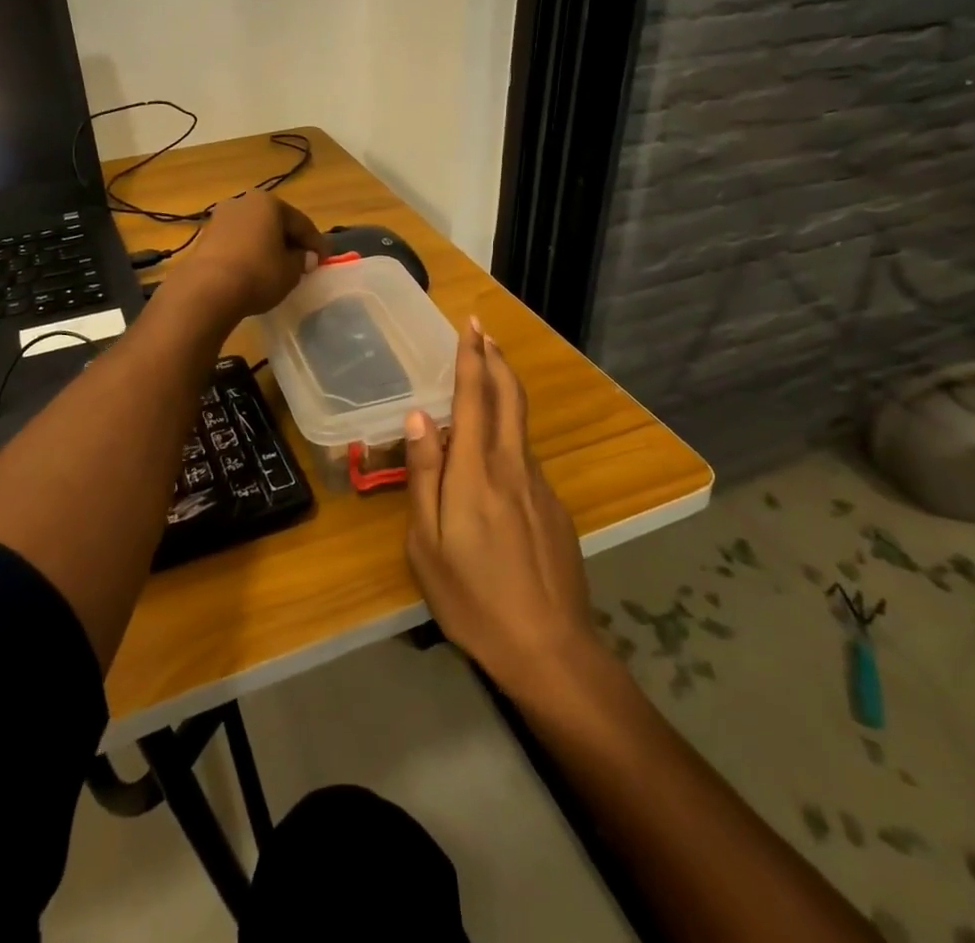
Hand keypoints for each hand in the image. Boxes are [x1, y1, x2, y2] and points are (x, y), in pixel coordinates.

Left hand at [168, 191, 326, 325]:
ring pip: (254, 231)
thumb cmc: (258, 273)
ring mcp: (220, 218)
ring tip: (278, 267)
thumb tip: (305, 257)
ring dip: (267, 246)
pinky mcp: (205, 237)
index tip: (326, 259)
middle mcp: (243, 202)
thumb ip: (302, 260)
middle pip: (275, 223)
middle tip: (303, 261)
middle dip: (289, 241)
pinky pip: (237, 242)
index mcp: (269, 203)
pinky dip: (249, 253)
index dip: (316, 243)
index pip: (301, 223)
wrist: (207, 289)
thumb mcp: (290, 271)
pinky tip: (254, 270)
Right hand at [404, 319, 596, 699]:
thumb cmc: (473, 598)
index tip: (471, 325)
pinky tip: (492, 469)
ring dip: (503, 395)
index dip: (472, 357)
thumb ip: (424, 474)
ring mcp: (540, 487)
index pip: (475, 397)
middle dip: (496, 360)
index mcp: (476, 471)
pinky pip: (524, 462)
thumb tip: (419, 417)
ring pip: (517, 428)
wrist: (551, 650)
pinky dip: (507, 442)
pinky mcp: (555, 509)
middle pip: (509, 398)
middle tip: (485, 333)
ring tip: (482, 384)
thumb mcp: (427, 542)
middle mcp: (512, 466)